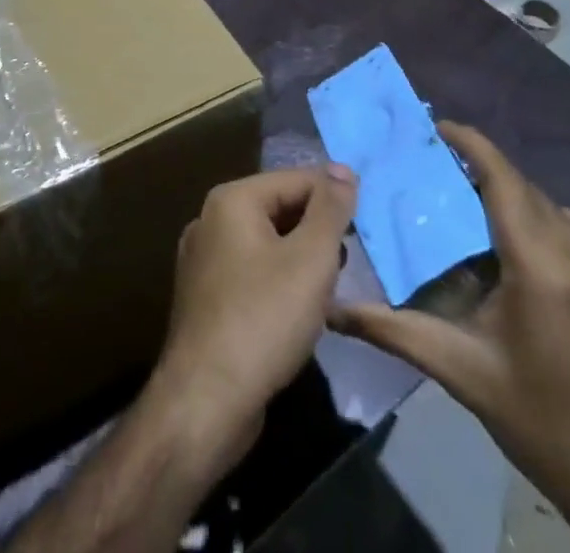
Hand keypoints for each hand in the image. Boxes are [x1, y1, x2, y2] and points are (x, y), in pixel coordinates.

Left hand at [145, 164, 357, 475]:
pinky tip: (299, 311)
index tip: (366, 224)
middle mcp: (210, 219)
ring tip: (331, 287)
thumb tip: (343, 169)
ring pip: (266, 243)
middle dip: (317, 230)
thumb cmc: (263, 319)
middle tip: (350, 261)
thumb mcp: (310, 259)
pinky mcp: (206, 297)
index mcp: (231, 200)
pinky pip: (251, 272)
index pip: (295, 180)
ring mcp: (203, 259)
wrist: (206, 401)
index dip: (334, 197)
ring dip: (300, 258)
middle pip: (278, 208)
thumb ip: (330, 210)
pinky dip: (279, 281)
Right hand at [329, 124, 569, 552]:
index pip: (503, 179)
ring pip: (550, 204)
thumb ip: (394, 331)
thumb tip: (334, 309)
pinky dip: (541, 216)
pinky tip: (518, 243)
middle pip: (523, 187)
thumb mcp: (461, 373)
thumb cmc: (540, 424)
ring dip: (510, 193)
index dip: (470, 144)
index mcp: (540, 267)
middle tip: (433, 170)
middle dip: (479, 168)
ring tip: (469, 203)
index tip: (435, 127)